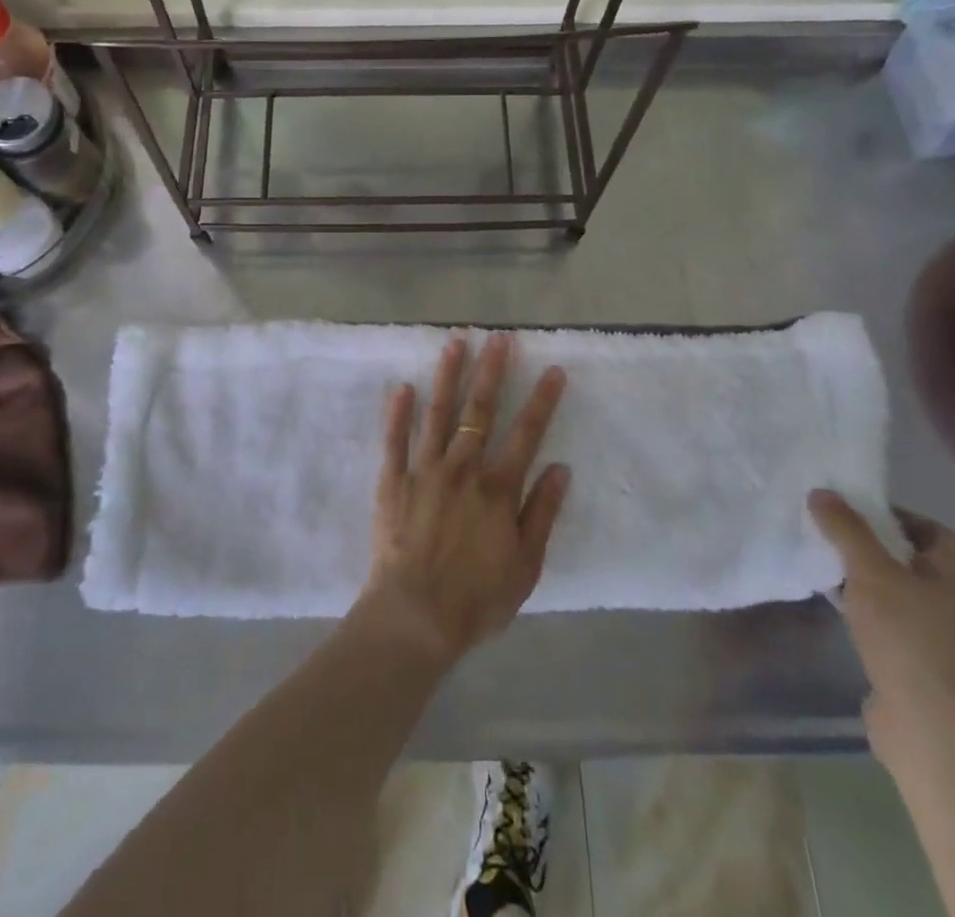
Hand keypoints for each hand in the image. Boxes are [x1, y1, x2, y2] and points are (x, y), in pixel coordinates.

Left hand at [356, 333, 570, 662]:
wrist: (416, 617)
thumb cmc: (477, 598)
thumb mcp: (525, 565)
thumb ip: (542, 513)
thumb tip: (561, 468)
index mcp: (498, 489)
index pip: (526, 434)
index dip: (542, 400)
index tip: (553, 369)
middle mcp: (463, 469)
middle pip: (480, 411)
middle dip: (493, 371)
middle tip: (500, 338)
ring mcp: (425, 470)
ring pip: (438, 413)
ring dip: (448, 376)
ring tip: (455, 342)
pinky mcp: (393, 480)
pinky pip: (395, 440)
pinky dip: (398, 412)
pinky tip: (403, 385)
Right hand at [808, 491, 954, 749]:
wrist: (930, 724)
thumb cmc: (908, 634)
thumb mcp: (868, 571)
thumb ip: (845, 528)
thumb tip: (822, 493)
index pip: (929, 528)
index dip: (886, 517)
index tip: (847, 517)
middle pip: (922, 561)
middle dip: (879, 550)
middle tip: (838, 544)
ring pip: (916, 594)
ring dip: (880, 584)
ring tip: (838, 576)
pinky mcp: (949, 668)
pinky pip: (913, 624)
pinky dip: (885, 613)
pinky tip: (852, 612)